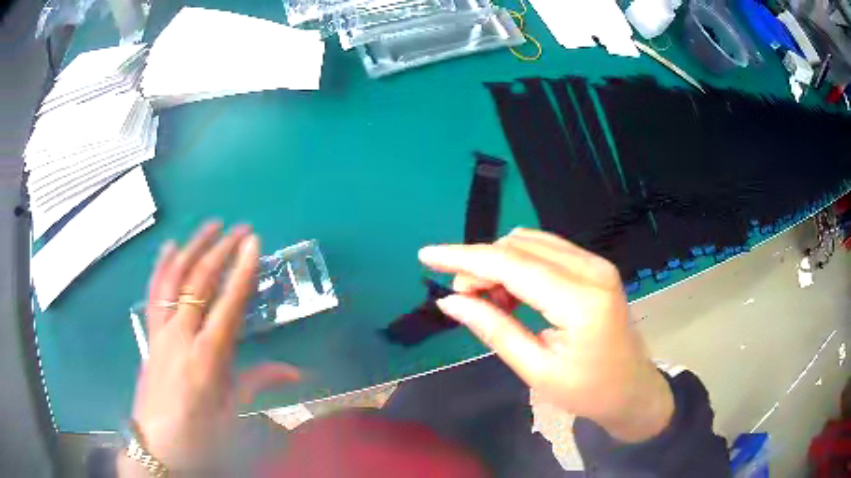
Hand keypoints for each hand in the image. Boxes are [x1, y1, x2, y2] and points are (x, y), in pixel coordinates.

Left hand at [121, 223, 299, 473]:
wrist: (156, 447)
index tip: (254, 242)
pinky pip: (155, 292)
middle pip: (199, 283)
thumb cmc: (199, 436)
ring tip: (210, 226)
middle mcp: (181, 337)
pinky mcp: (149, 334)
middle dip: (221, 251)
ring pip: (174, 279)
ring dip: (193, 248)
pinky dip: (162, 265)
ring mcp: (161, 332)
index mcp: (207, 359)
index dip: (242, 271)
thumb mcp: (233, 415)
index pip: (228, 305)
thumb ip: (258, 383)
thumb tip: (295, 372)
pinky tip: (170, 247)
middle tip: (240, 228)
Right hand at [419, 228, 672, 442]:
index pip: (511, 265)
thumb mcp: (536, 369)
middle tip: (463, 298)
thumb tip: (450, 301)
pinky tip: (512, 292)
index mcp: (580, 301)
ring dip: (498, 263)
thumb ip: (493, 329)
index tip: (427, 255)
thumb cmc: (587, 391)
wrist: (631, 389)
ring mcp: (596, 263)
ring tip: (489, 299)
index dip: (464, 257)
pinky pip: (546, 250)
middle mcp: (591, 269)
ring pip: (530, 243)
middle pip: (519, 247)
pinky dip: (519, 264)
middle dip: (480, 264)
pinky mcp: (595, 266)